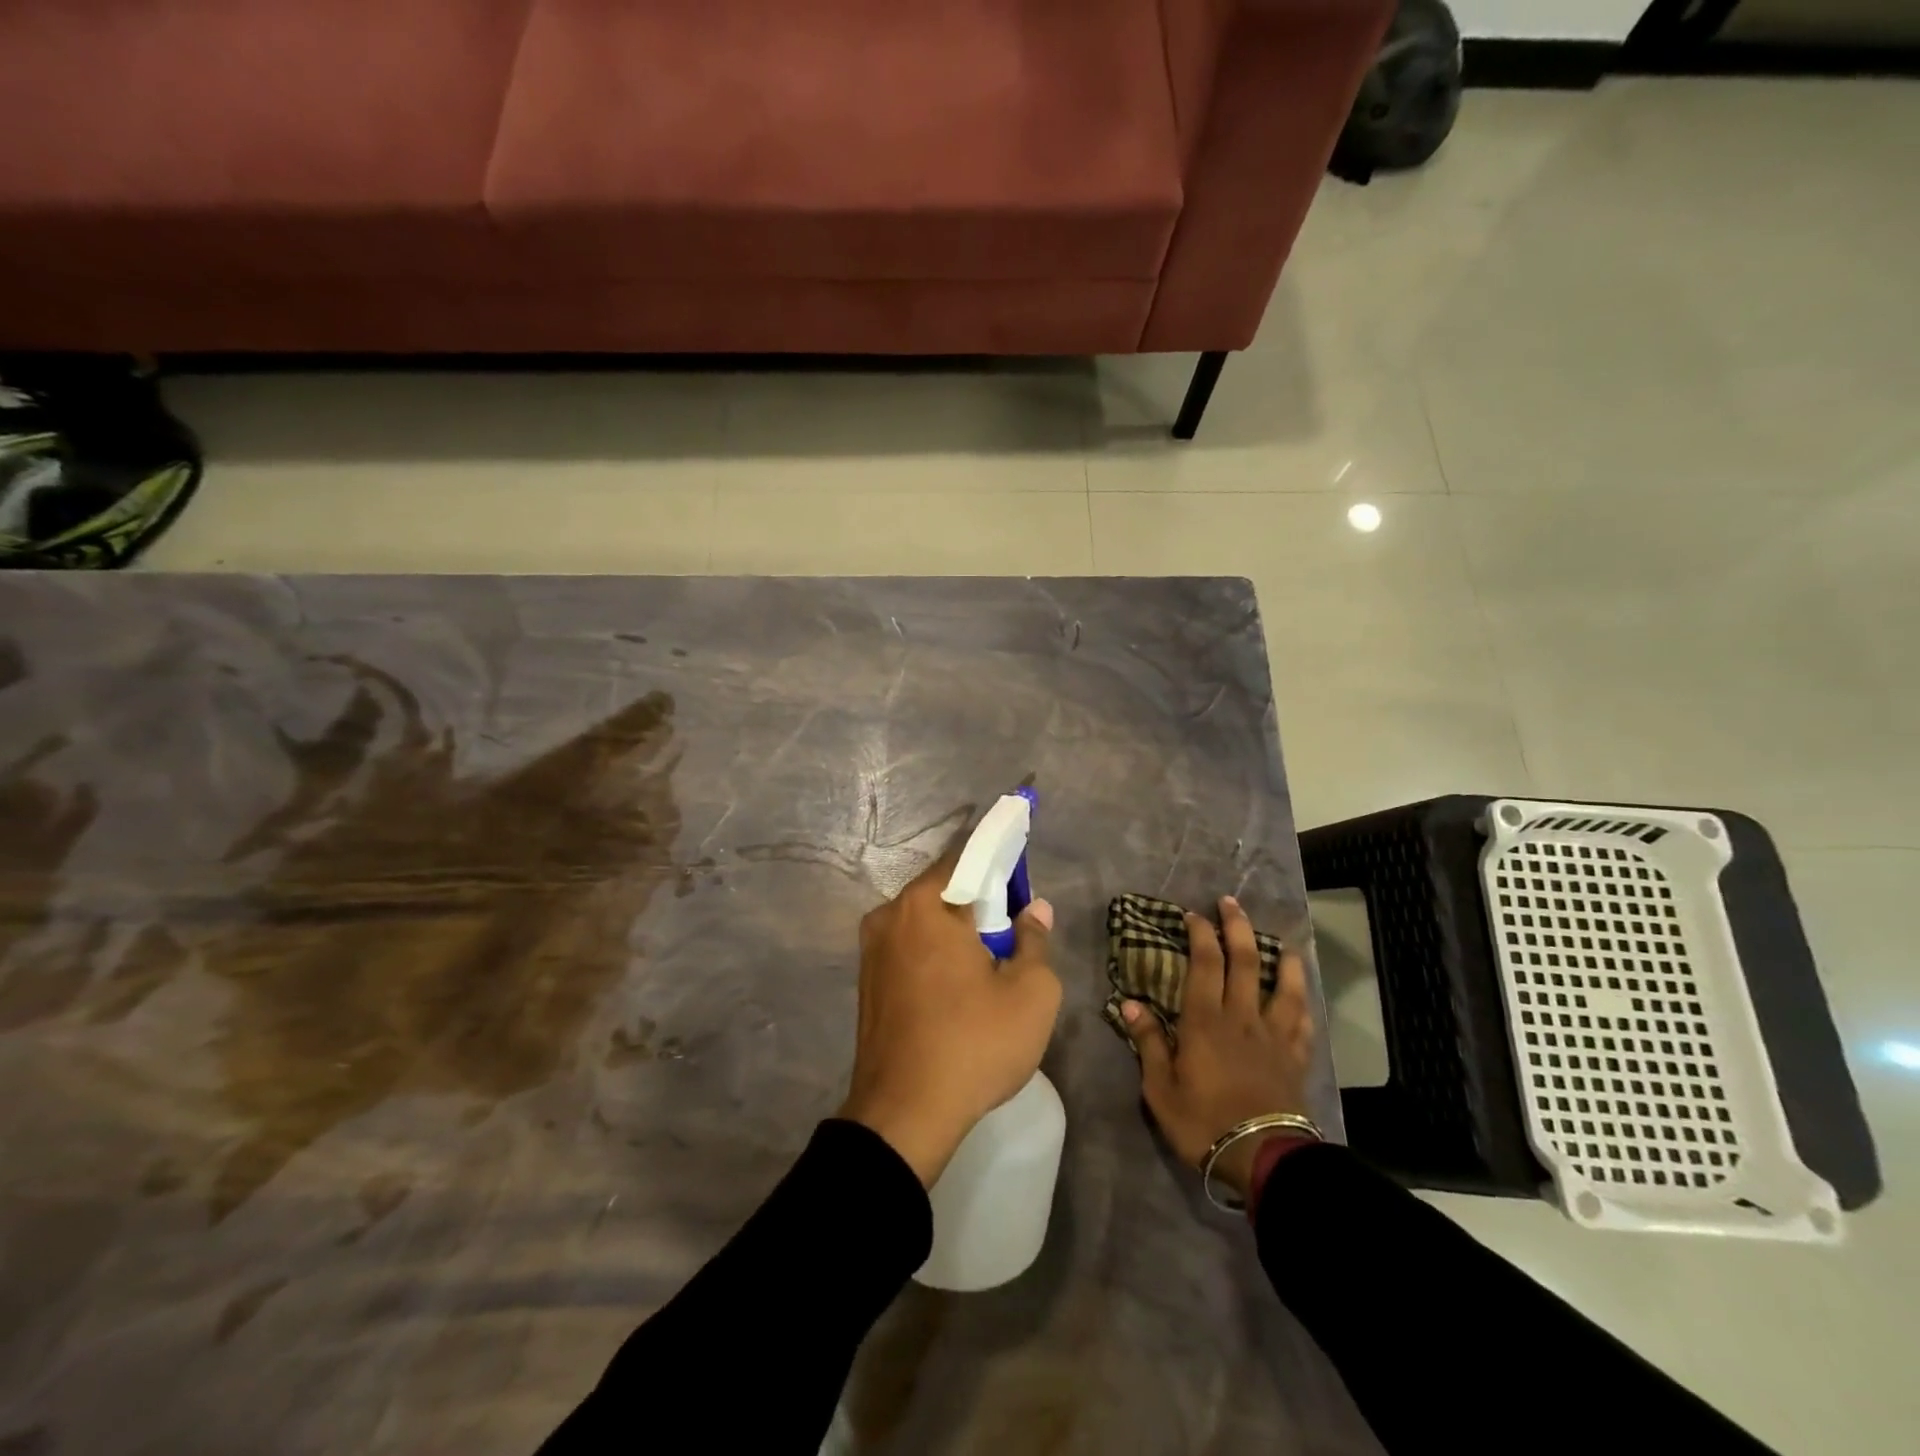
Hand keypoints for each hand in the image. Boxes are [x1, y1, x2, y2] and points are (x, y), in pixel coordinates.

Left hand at [838, 852, 1060, 1187]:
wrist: (903, 1115)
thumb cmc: (974, 1043)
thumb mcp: (1030, 992)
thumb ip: (1035, 940)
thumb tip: (1034, 909)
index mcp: (925, 904)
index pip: (966, 858)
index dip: (999, 861)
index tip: (1021, 875)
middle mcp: (890, 915)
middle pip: (943, 891)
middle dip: (979, 902)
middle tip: (1012, 930)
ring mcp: (871, 949)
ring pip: (925, 922)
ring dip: (956, 931)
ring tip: (989, 963)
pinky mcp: (867, 981)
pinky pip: (909, 948)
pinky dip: (935, 953)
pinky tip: (958, 986)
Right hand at [1119, 896, 1314, 1198]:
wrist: (1264, 1158)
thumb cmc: (1204, 1122)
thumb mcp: (1161, 1088)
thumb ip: (1150, 1043)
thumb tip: (1131, 1004)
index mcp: (1206, 1021)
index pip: (1205, 964)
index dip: (1200, 934)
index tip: (1194, 914)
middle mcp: (1242, 1017)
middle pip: (1244, 962)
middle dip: (1237, 927)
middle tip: (1230, 903)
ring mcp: (1273, 1036)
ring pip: (1283, 985)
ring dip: (1281, 958)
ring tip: (1281, 942)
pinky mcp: (1295, 1057)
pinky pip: (1302, 1021)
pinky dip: (1302, 1000)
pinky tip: (1302, 993)